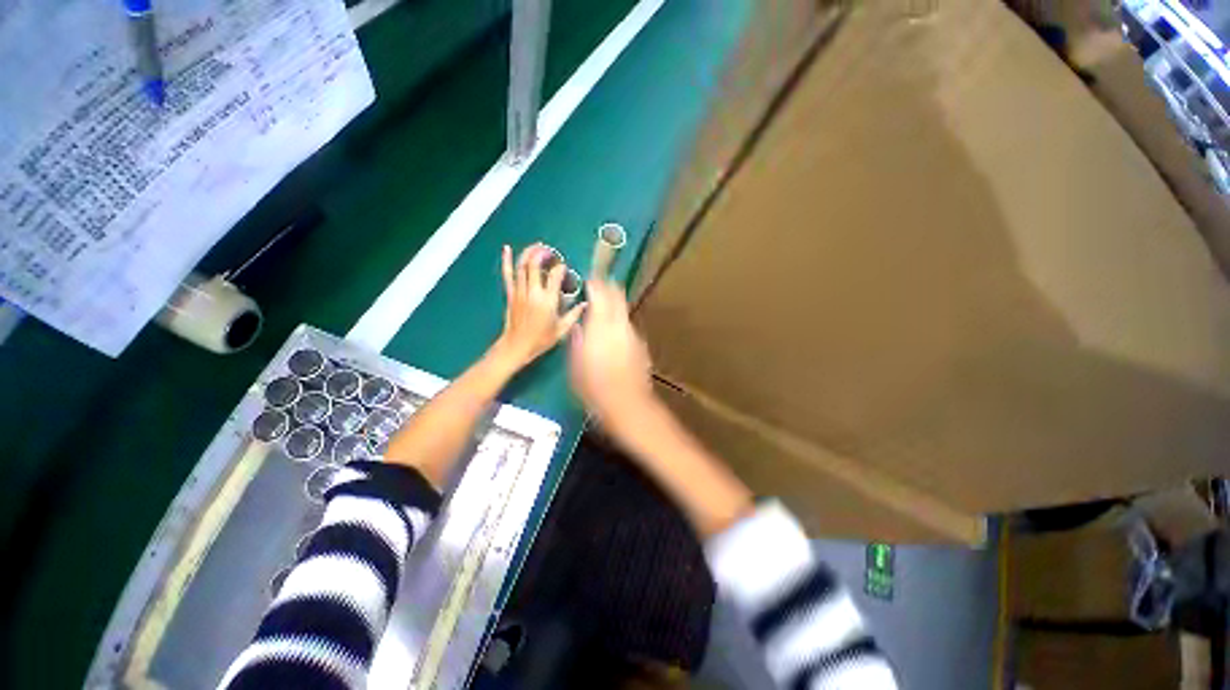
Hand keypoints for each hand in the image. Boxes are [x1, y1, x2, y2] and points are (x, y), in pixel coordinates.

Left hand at [492, 244, 584, 369]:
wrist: (516, 347)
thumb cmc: (541, 340)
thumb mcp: (562, 329)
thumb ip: (574, 315)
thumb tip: (585, 304)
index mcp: (547, 301)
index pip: (554, 276)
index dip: (560, 268)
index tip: (563, 267)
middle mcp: (533, 293)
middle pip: (535, 265)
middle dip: (542, 253)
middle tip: (549, 250)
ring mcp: (520, 292)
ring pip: (522, 266)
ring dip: (528, 253)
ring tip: (536, 246)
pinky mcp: (511, 295)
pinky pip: (508, 275)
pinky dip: (507, 261)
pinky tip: (507, 249)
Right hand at [568, 278, 655, 431]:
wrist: (627, 404)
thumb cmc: (594, 387)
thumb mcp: (575, 365)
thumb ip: (576, 341)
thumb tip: (578, 326)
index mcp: (601, 325)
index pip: (600, 293)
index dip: (594, 283)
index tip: (587, 280)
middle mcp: (620, 324)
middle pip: (617, 296)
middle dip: (608, 287)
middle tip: (597, 287)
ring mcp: (633, 334)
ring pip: (623, 311)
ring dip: (614, 306)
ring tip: (603, 311)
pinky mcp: (641, 346)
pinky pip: (628, 327)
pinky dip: (620, 324)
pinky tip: (614, 336)